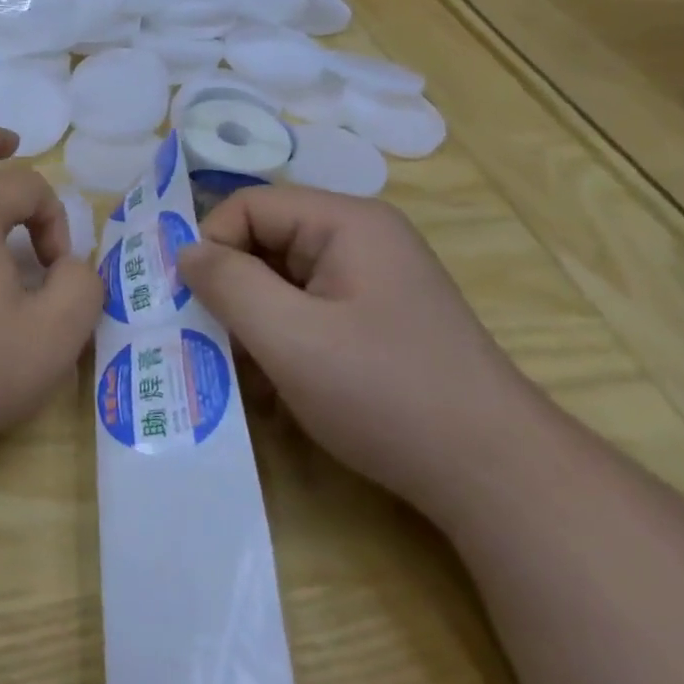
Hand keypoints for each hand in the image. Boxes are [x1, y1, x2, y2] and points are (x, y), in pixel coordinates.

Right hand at [176, 185, 540, 514]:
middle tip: (211, 340)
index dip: (212, 246)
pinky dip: (281, 341)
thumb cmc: (386, 394)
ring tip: (243, 372)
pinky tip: (276, 386)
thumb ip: (227, 283)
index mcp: (346, 223)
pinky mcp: (375, 321)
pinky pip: (306, 311)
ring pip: (280, 281)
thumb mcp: (289, 337)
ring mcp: (371, 282)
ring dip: (253, 322)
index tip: (194, 303)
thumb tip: (185, 252)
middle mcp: (360, 240)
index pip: (247, 206)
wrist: (498, 478)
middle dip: (231, 290)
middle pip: (264, 242)